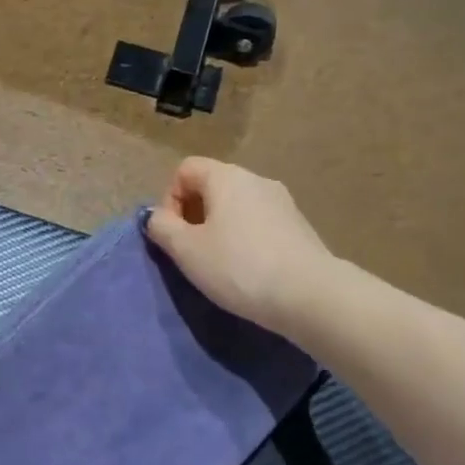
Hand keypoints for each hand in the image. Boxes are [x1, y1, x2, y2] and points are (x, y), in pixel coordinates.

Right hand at [145, 157, 335, 332]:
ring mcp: (282, 202)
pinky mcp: (298, 226)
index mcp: (226, 177)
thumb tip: (156, 216)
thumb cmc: (238, 267)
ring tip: (217, 264)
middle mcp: (257, 180)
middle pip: (212, 186)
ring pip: (236, 206)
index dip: (169, 198)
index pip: (186, 169)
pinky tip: (246, 270)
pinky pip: (258, 223)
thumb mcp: (186, 250)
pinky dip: (244, 239)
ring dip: (218, 229)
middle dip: (193, 215)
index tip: (173, 233)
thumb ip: (162, 227)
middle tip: (190, 252)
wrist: (308, 295)